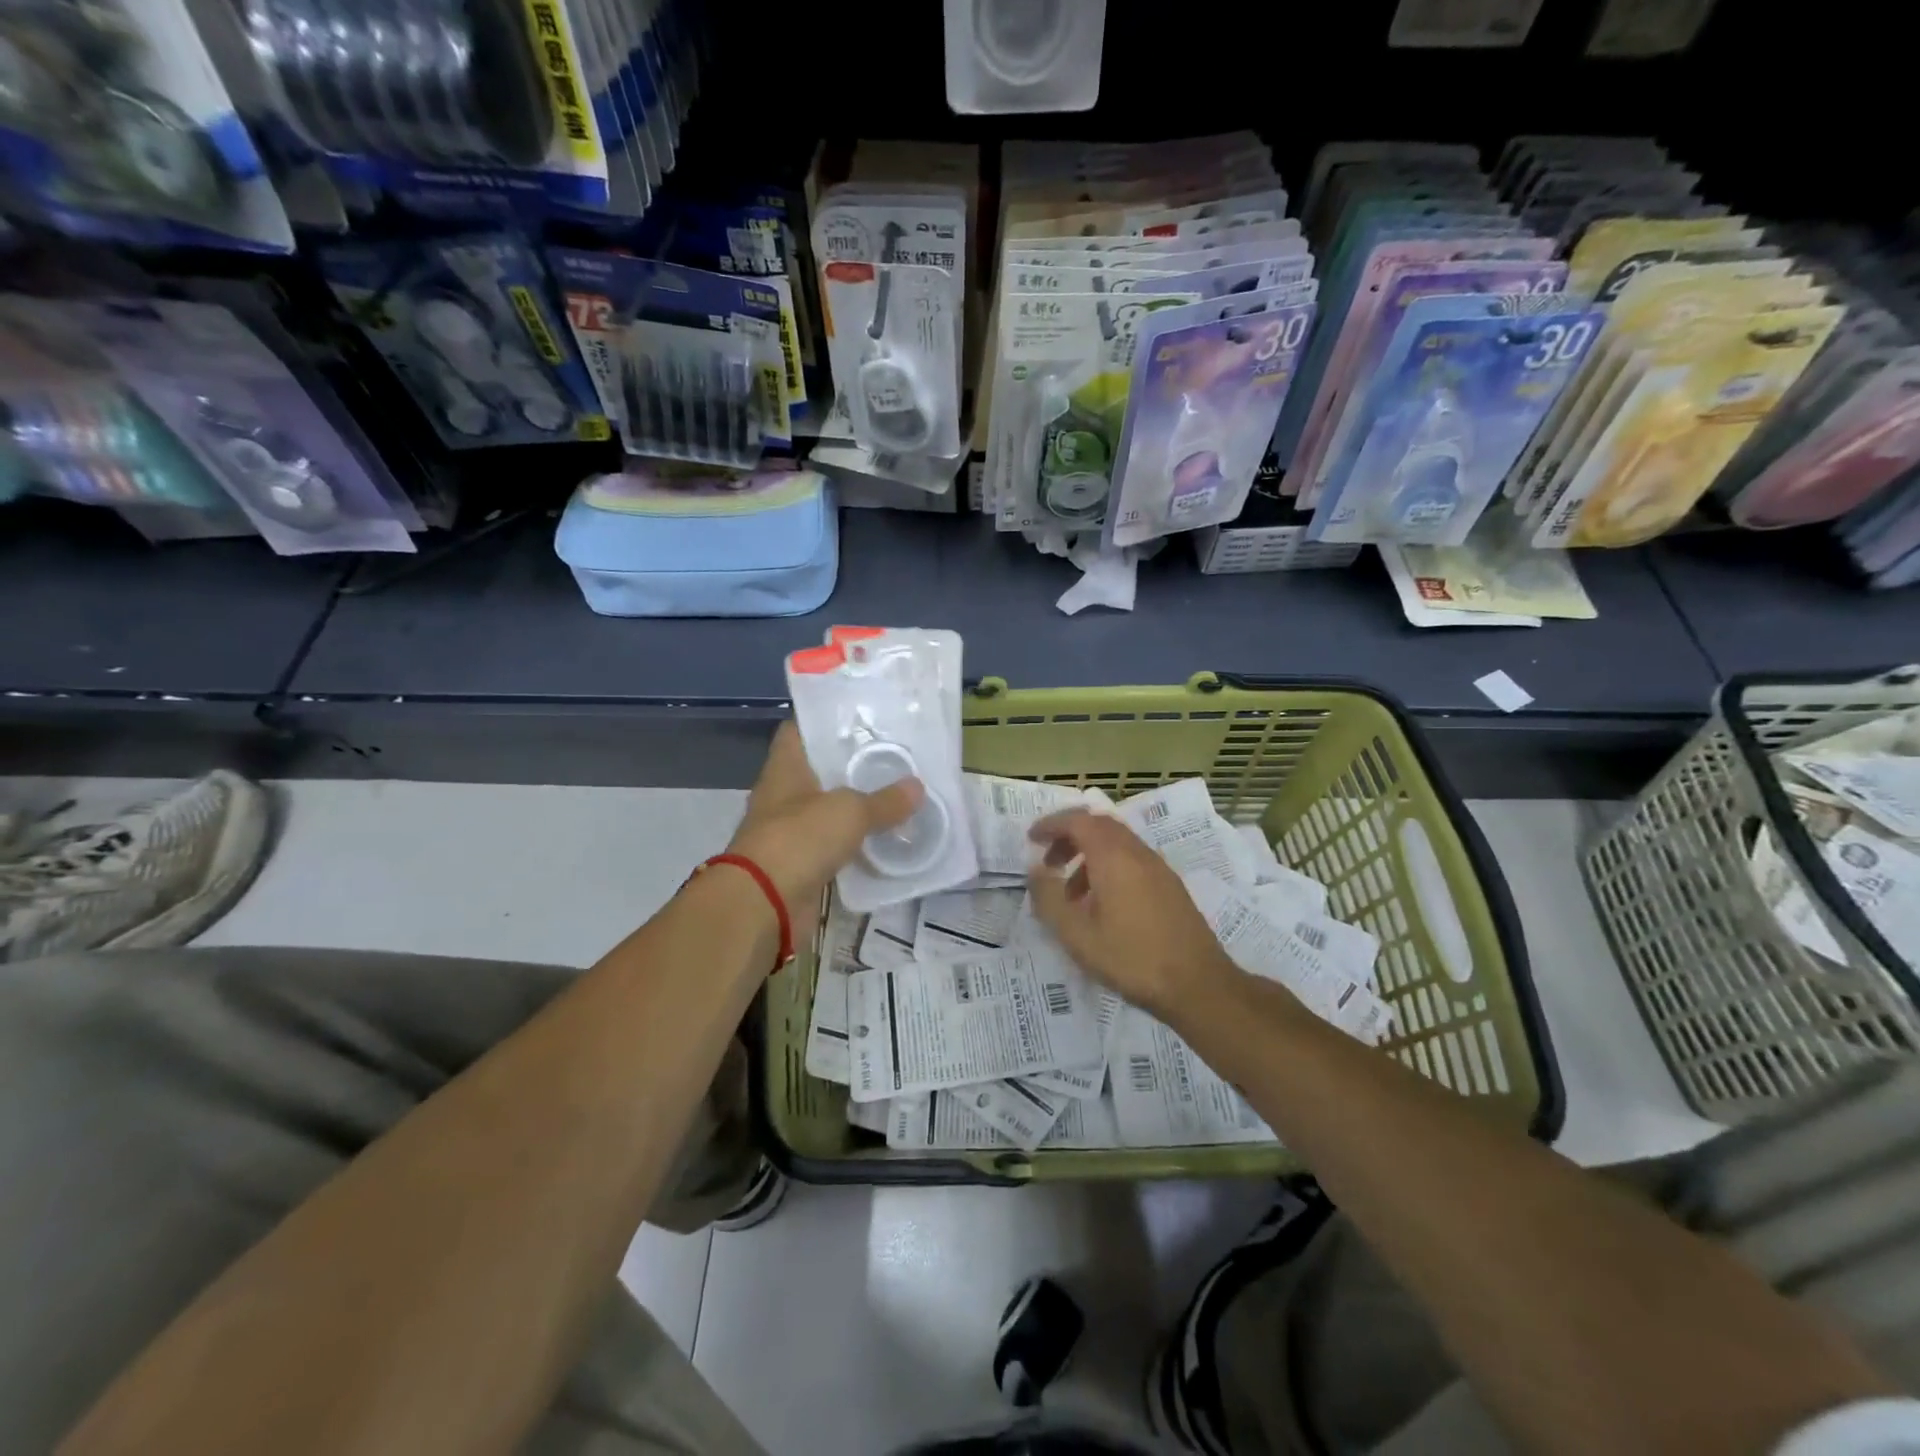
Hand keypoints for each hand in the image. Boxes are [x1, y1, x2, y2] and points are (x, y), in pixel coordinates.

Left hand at [727, 722, 922, 919]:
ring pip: (828, 811)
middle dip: (851, 764)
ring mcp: (789, 833)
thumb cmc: (799, 839)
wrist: (763, 906)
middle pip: (818, 771)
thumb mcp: (850, 812)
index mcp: (785, 769)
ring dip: (855, 807)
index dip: (824, 720)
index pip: (798, 731)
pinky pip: (833, 848)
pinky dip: (855, 845)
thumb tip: (917, 787)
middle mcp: (783, 796)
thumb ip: (884, 800)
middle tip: (892, 754)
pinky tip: (886, 839)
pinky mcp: (800, 866)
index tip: (859, 717)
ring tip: (897, 794)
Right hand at [1026, 810, 1240, 1019]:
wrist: (1198, 985)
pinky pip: (1132, 860)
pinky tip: (1101, 905)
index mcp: (1113, 857)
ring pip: (1117, 843)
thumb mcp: (1077, 935)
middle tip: (1049, 861)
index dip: (1052, 824)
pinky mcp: (1170, 885)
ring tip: (1070, 892)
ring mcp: (1158, 868)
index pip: (1078, 821)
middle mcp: (1137, 853)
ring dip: (1088, 855)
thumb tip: (1035, 868)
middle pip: (1099, 825)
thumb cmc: (1131, 959)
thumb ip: (1049, 898)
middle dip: (1069, 836)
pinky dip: (1108, 867)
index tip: (1031, 838)